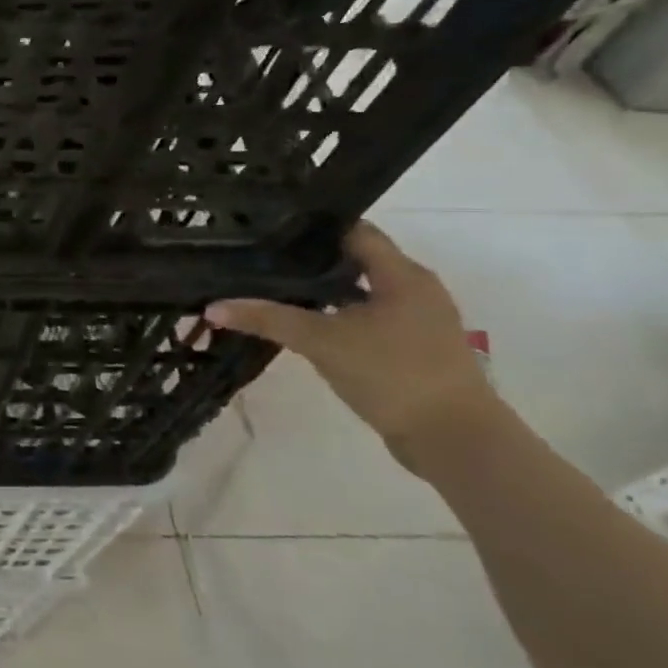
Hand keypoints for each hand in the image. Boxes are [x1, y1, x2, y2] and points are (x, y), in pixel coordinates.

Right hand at [205, 221, 497, 452]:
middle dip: (311, 259)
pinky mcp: (413, 349)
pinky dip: (337, 316)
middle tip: (262, 258)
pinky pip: (368, 318)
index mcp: (402, 275)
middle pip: (356, 259)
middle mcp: (416, 289)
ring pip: (361, 291)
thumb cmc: (392, 374)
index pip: (354, 231)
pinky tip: (305, 326)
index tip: (269, 229)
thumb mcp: (322, 341)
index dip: (312, 227)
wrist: (455, 440)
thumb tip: (212, 306)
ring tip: (275, 288)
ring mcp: (418, 321)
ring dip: (323, 290)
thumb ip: (268, 319)